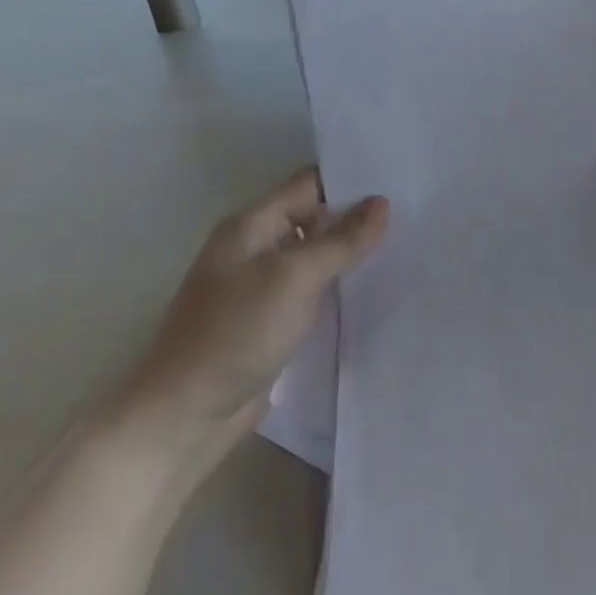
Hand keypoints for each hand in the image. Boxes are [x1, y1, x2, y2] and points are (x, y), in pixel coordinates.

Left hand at [115, 169, 387, 473]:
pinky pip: (311, 290)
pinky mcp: (269, 320)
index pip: (309, 184)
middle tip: (410, 212)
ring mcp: (260, 286)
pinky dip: (338, 285)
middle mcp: (254, 247)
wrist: (184, 416)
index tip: (396, 177)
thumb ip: (341, 240)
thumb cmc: (236, 333)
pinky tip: (373, 287)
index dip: (350, 179)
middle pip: (314, 217)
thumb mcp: (294, 278)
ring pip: (315, 255)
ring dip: (349, 252)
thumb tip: (381, 203)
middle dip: (356, 216)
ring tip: (403, 244)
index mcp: (251, 225)